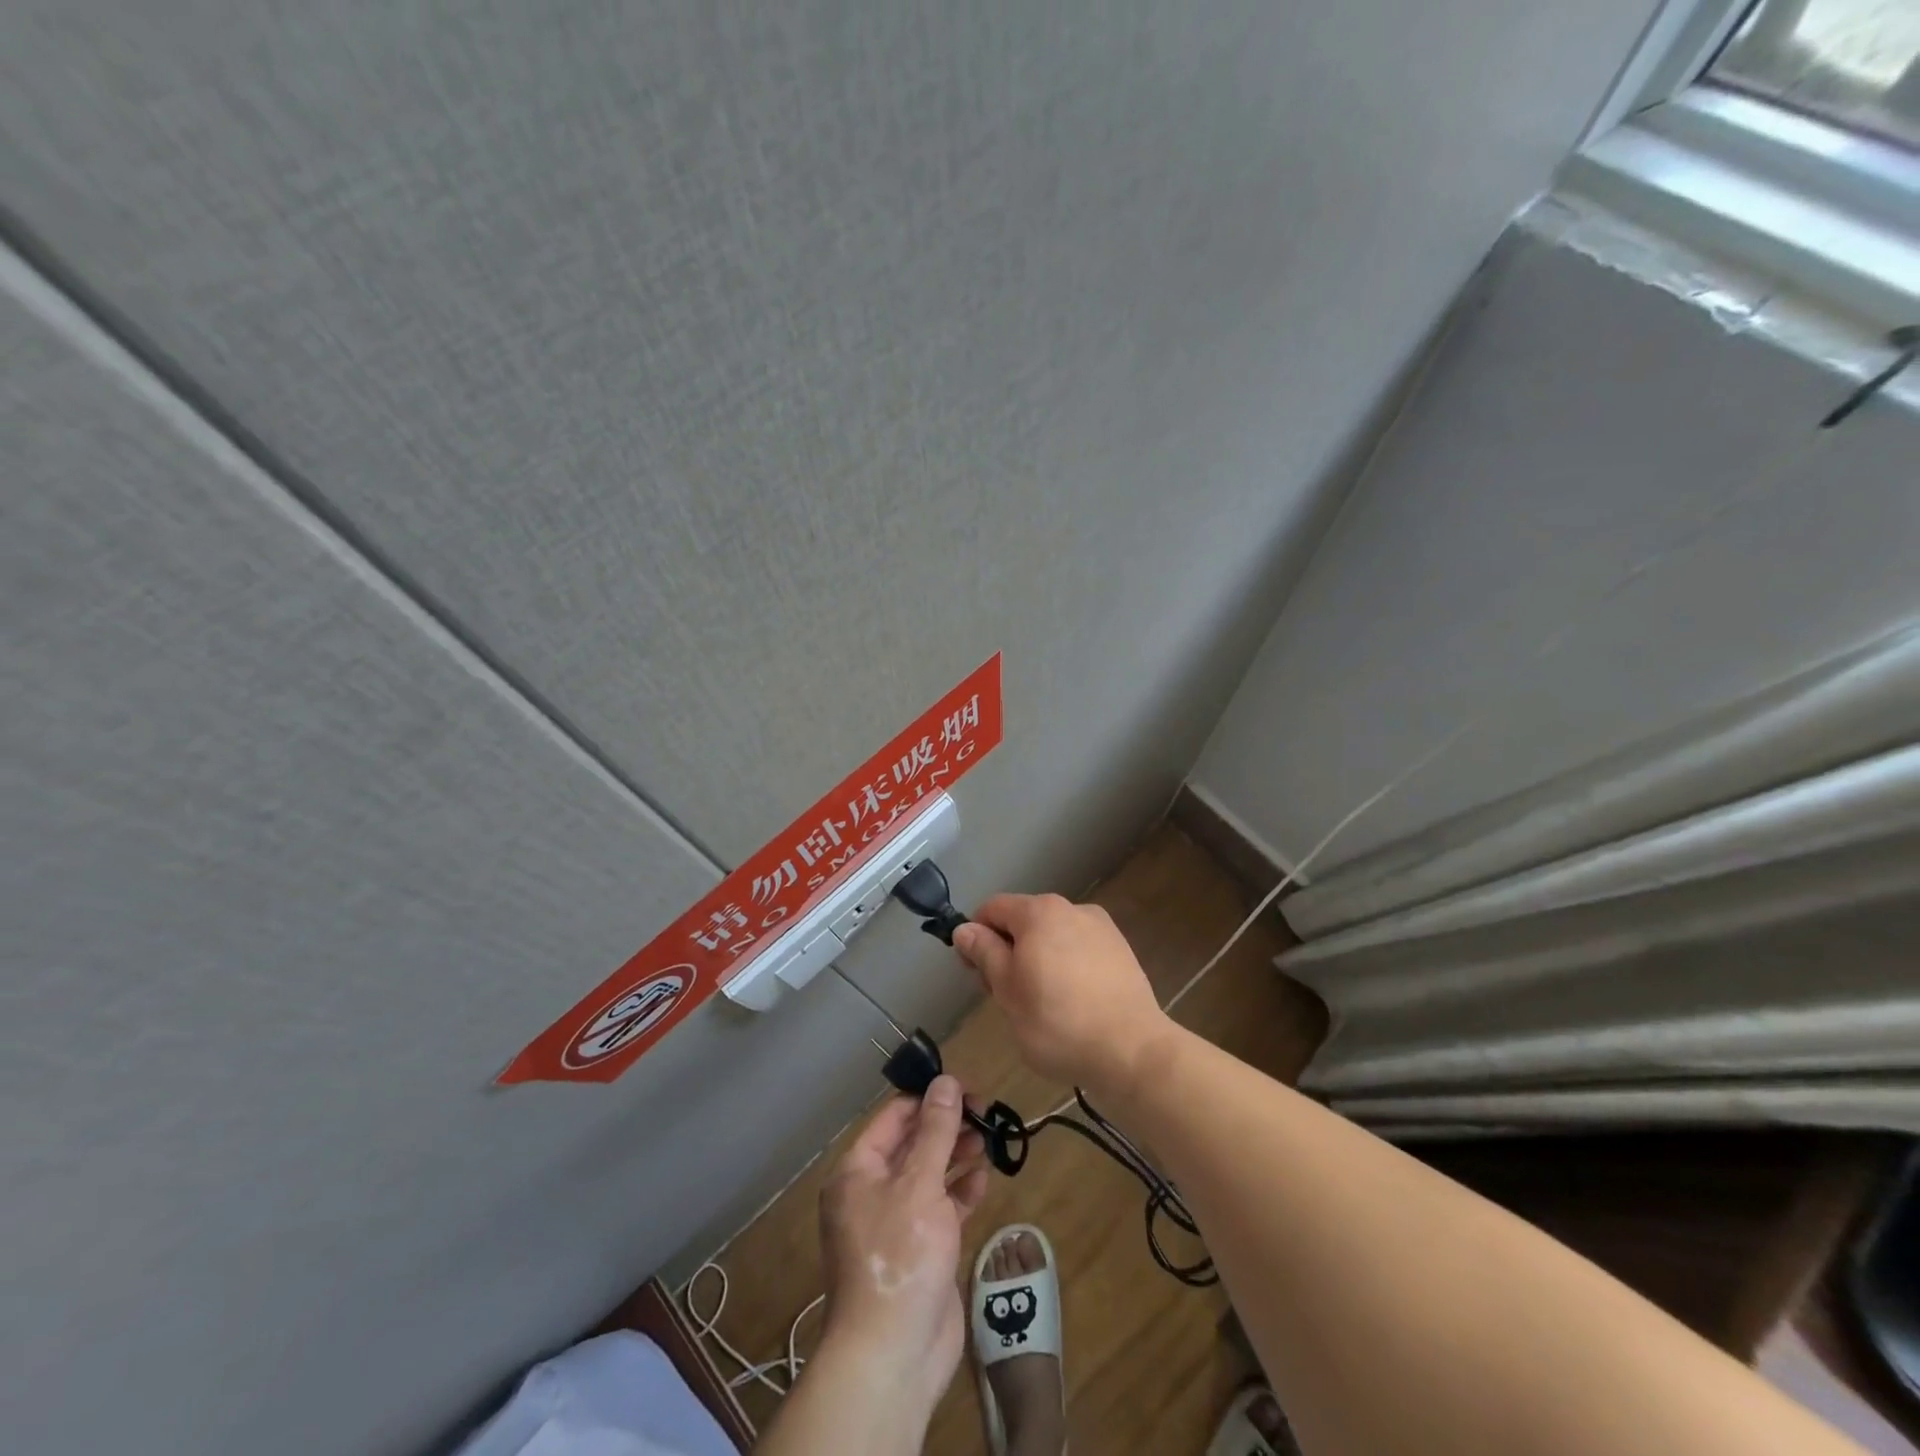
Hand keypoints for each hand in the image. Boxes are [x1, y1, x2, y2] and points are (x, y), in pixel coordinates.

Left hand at [816, 1076, 989, 1416]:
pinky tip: (983, 1178)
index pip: (895, 1115)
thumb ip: (936, 1131)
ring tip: (988, 1139)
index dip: (930, 1097)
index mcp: (859, 1169)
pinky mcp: (919, 1248)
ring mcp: (895, 1221)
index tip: (967, 1087)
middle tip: (985, 1112)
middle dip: (947, 1125)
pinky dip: (960, 1190)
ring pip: (929, 1173)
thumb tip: (946, 1081)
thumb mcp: (920, 1184)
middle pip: (913, 1142)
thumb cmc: (900, 1256)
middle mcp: (872, 1190)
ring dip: (957, 1154)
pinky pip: (940, 1205)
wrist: (892, 1356)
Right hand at [953, 892, 1172, 1092]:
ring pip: (1053, 935)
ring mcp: (1101, 928)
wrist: (1132, 1051)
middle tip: (1006, 996)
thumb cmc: (1057, 1022)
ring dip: (1038, 959)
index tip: (975, 973)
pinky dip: (1067, 967)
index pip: (992, 908)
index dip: (975, 936)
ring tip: (1041, 1003)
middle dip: (1008, 950)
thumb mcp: (1007, 991)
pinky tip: (1072, 1002)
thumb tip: (964, 928)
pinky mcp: (1121, 951)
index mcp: (1039, 912)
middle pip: (1024, 920)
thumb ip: (984, 953)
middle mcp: (1071, 908)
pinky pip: (1080, 950)